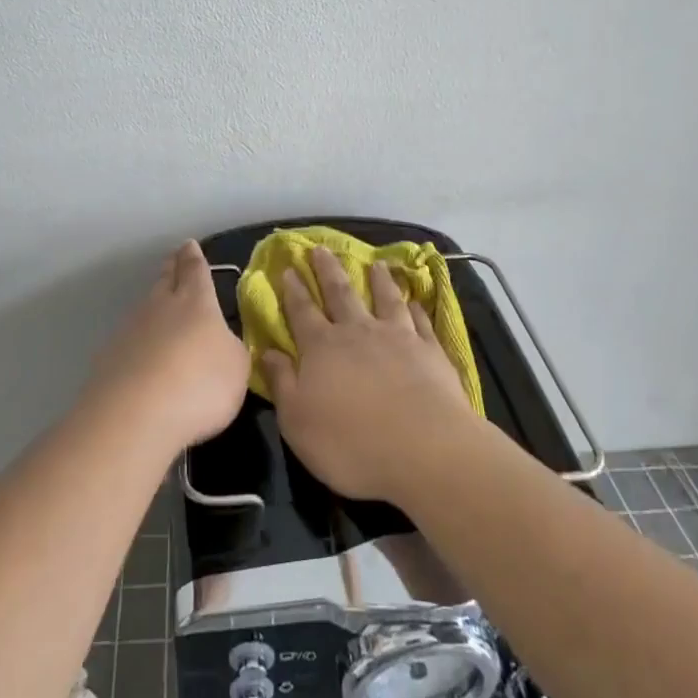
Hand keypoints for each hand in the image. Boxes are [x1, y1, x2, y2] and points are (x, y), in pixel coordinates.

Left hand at [88, 240, 249, 453]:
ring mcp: (130, 330)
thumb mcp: (236, 367)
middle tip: (173, 258)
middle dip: (171, 268)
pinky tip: (141, 353)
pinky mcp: (109, 358)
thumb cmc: (199, 384)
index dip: (194, 258)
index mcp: (196, 302)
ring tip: (159, 304)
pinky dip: (137, 340)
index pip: (195, 270)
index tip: (190, 245)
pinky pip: (129, 339)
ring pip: (144, 307)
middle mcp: (160, 306)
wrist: (134, 416)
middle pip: (165, 280)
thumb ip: (231, 349)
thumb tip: (220, 343)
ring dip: (153, 303)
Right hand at [260, 247, 478, 502]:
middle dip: (328, 270)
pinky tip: (415, 301)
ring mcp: (398, 337)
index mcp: (322, 348)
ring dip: (378, 280)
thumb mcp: (297, 421)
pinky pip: (421, 321)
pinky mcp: (430, 350)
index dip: (293, 290)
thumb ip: (282, 383)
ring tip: (375, 264)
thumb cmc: (350, 442)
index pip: (302, 311)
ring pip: (385, 299)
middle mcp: (358, 332)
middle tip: (321, 248)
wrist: (424, 449)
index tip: (288, 268)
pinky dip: (416, 308)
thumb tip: (266, 351)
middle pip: (341, 293)